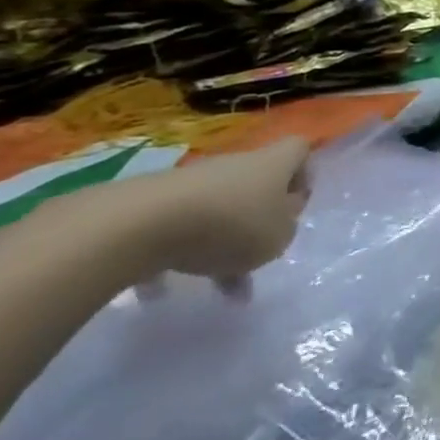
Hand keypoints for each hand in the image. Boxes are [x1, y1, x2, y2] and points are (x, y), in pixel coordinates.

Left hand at [43, 138, 311, 285]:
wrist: (136, 226)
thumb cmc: (229, 225)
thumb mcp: (277, 238)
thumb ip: (285, 229)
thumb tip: (276, 222)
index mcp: (273, 164)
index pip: (299, 150)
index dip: (303, 173)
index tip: (295, 205)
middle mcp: (234, 165)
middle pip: (255, 185)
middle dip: (257, 219)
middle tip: (257, 255)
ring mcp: (190, 182)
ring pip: (216, 211)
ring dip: (218, 244)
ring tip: (213, 284)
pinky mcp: (150, 203)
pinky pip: (175, 229)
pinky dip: (176, 255)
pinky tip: (164, 289)